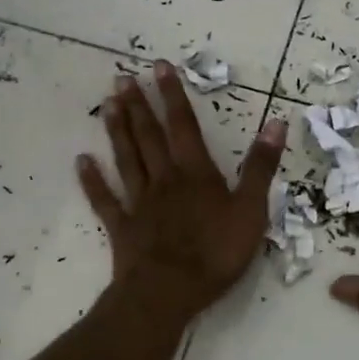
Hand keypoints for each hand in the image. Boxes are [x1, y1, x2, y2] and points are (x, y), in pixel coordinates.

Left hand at [78, 62, 286, 319]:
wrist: (169, 293)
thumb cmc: (215, 252)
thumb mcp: (251, 209)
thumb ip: (260, 166)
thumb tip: (276, 122)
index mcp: (196, 173)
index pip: (183, 126)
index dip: (173, 95)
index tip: (159, 66)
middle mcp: (164, 179)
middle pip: (149, 136)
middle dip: (138, 105)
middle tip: (122, 77)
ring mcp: (139, 203)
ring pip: (126, 159)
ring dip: (117, 130)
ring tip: (107, 104)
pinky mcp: (122, 227)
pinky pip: (105, 199)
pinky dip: (93, 180)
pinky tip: (82, 161)